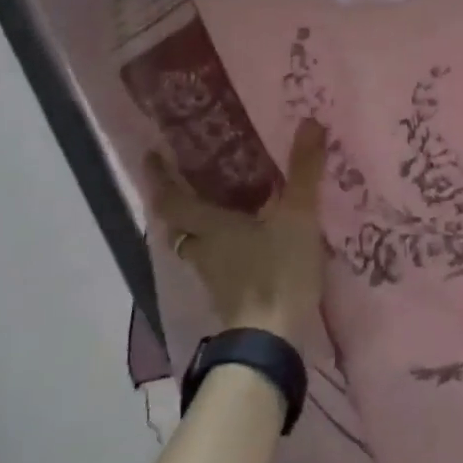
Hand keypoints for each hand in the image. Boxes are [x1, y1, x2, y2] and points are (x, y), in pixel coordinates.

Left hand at [143, 120, 329, 343]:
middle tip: (191, 178)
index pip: (171, 200)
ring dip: (200, 226)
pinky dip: (223, 247)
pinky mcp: (231, 296)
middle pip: (179, 225)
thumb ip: (303, 171)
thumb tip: (310, 122)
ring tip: (220, 206)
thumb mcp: (297, 217)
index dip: (160, 178)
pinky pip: (218, 262)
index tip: (152, 155)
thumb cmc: (277, 271)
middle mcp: (204, 250)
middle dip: (179, 202)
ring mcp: (215, 277)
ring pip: (197, 245)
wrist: (272, 340)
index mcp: (210, 227)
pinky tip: (246, 241)